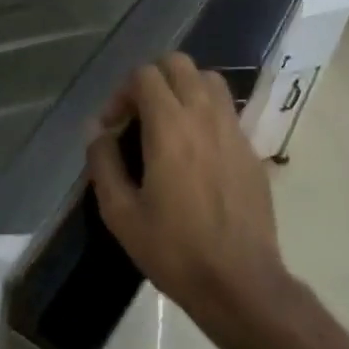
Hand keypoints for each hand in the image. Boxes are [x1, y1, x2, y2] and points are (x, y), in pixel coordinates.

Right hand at [86, 53, 291, 336]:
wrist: (242, 284)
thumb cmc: (175, 250)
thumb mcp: (121, 214)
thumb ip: (103, 162)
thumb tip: (97, 130)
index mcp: (170, 126)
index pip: (145, 74)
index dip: (122, 92)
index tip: (113, 125)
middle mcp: (203, 115)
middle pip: (178, 64)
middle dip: (153, 78)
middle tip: (139, 114)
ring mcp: (232, 129)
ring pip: (208, 79)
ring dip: (183, 88)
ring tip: (169, 122)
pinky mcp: (251, 149)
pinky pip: (226, 109)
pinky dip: (206, 111)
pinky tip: (196, 149)